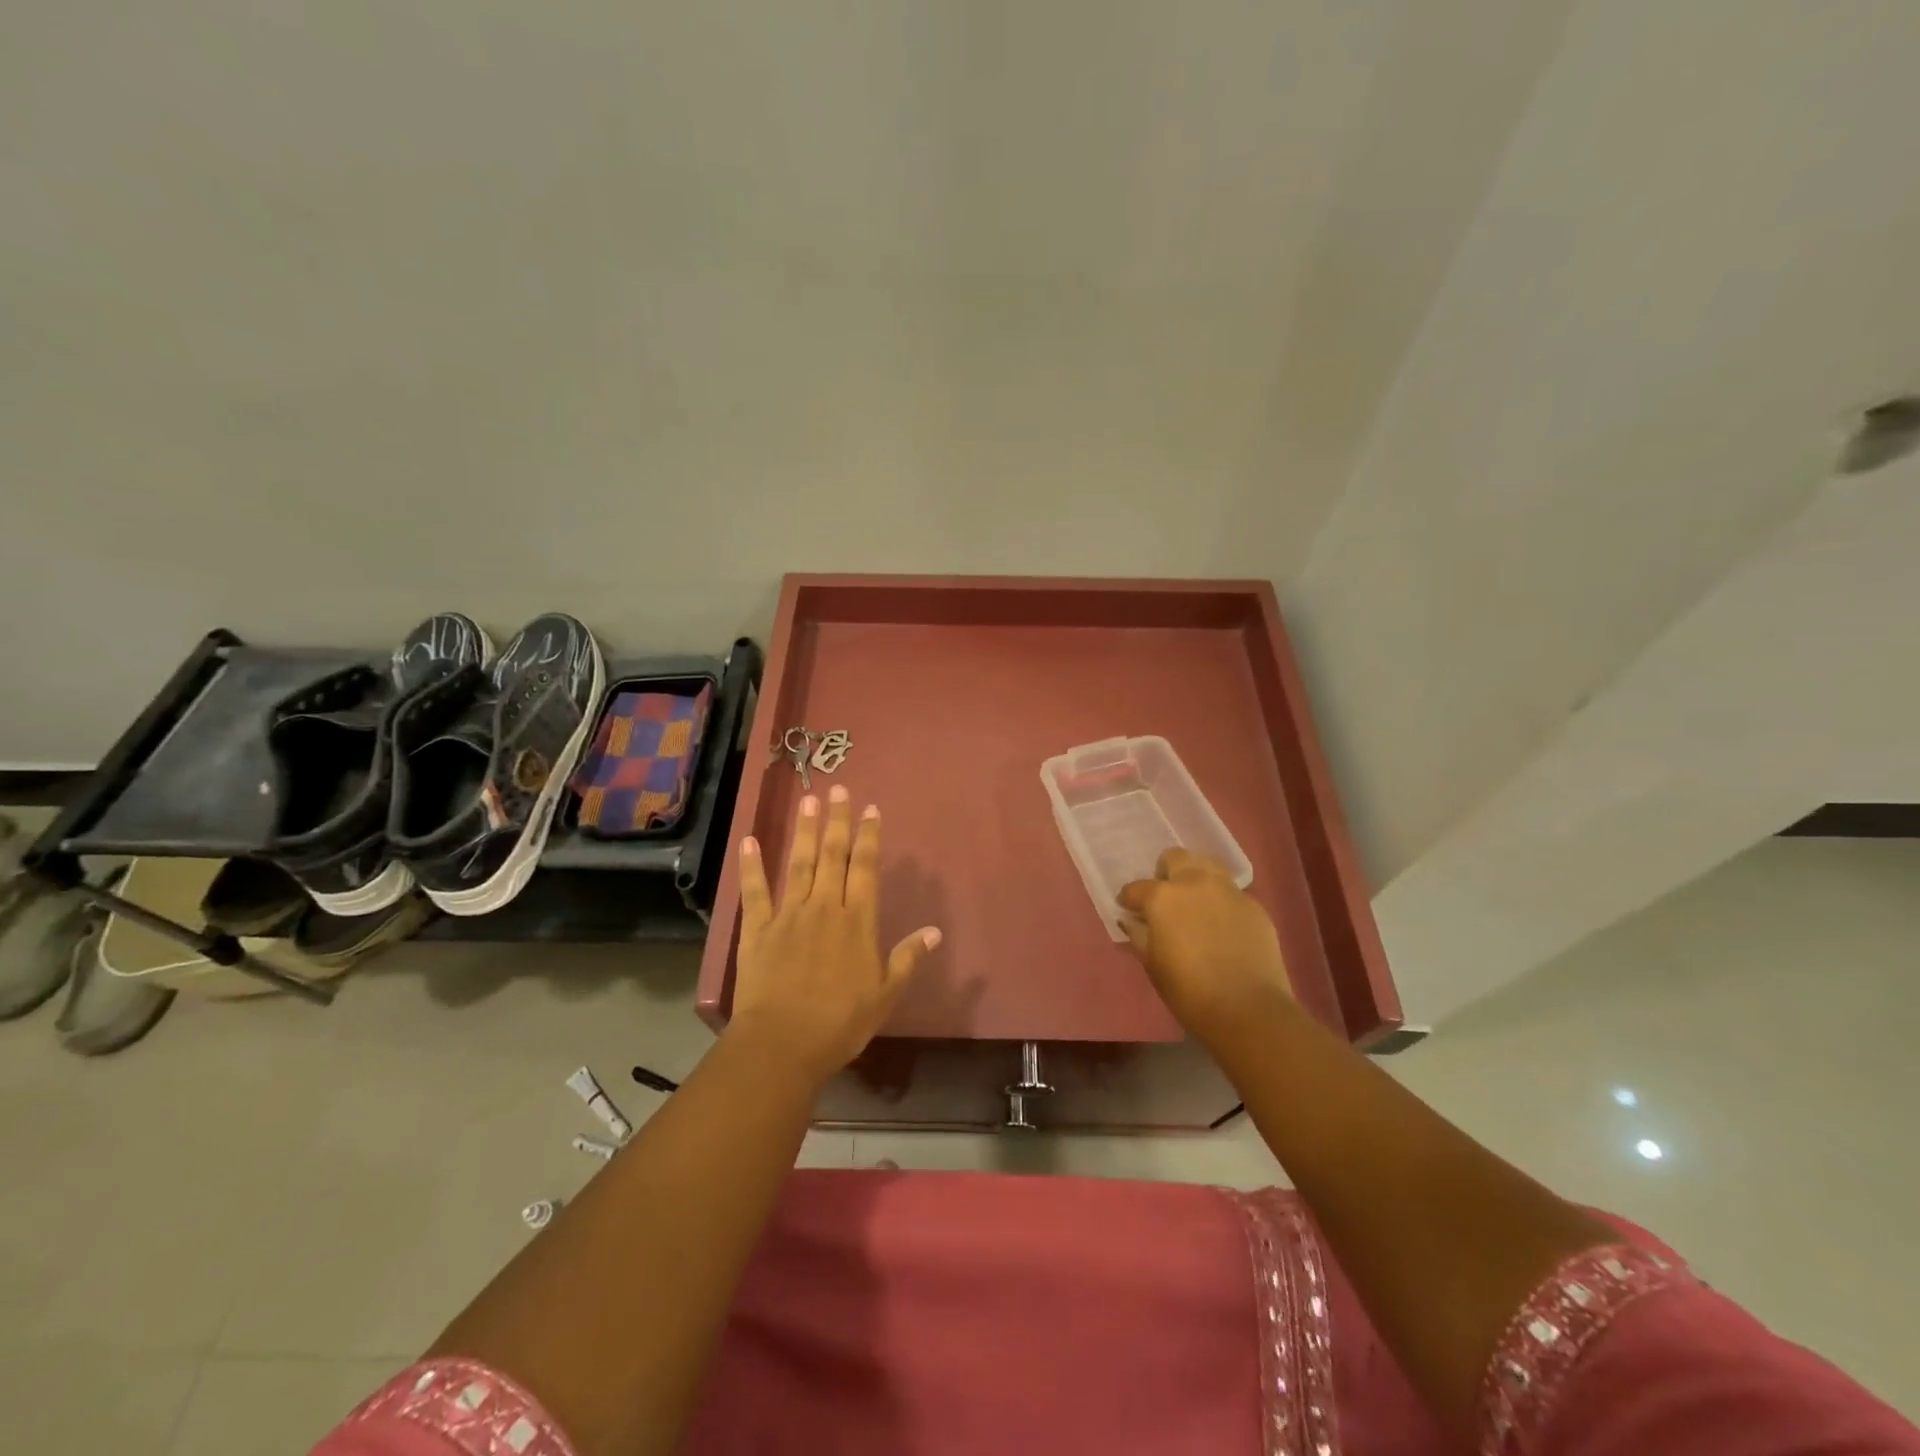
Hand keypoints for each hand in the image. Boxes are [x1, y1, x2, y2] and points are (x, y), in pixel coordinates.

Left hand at [732, 786, 941, 1084]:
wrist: (783, 1044)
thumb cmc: (840, 1023)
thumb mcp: (885, 995)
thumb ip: (908, 958)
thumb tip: (934, 931)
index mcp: (857, 921)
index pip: (866, 868)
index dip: (869, 837)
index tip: (870, 809)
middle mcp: (825, 907)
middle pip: (833, 855)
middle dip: (837, 821)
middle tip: (838, 789)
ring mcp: (788, 915)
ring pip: (799, 864)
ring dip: (804, 830)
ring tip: (807, 800)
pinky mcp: (758, 930)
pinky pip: (755, 892)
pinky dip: (751, 866)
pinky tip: (750, 841)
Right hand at [1119, 848, 1291, 1054]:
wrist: (1249, 1010)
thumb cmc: (1189, 991)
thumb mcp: (1153, 964)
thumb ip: (1139, 935)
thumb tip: (1132, 920)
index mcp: (1163, 897)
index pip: (1136, 888)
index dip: (1129, 899)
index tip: (1129, 910)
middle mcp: (1195, 883)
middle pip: (1176, 858)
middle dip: (1166, 873)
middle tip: (1166, 898)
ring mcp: (1228, 891)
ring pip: (1208, 865)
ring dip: (1196, 877)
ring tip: (1196, 903)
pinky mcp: (1254, 905)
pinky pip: (1231, 893)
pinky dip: (1221, 902)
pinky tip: (1223, 926)